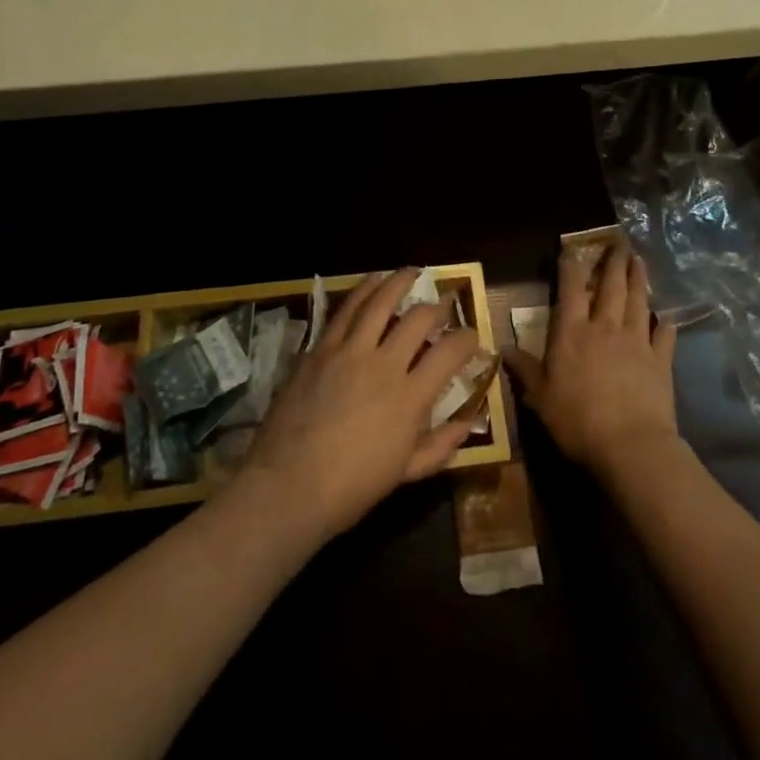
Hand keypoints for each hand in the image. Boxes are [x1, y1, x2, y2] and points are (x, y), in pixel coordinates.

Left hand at [241, 268, 478, 544]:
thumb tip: (467, 423)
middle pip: (418, 319)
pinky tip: (372, 282)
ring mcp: (349, 351)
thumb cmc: (351, 488)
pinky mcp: (320, 347)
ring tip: (411, 272)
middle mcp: (383, 365)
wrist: (287, 486)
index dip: (467, 338)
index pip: (450, 352)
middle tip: (444, 304)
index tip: (471, 335)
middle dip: (438, 306)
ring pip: (380, 301)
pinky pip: (345, 309)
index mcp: (409, 398)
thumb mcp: (405, 474)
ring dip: (399, 282)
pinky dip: (363, 290)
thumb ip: (439, 446)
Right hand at [507, 241, 679, 486]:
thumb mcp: (541, 397)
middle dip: (613, 262)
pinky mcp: (660, 361)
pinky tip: (667, 317)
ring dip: (639, 279)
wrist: (631, 445)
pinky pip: (664, 336)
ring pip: (638, 302)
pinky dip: (665, 324)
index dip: (571, 266)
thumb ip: (525, 369)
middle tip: (619, 243)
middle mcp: (605, 327)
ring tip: (639, 261)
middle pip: (611, 286)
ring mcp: (637, 341)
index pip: (571, 289)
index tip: (572, 248)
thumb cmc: (578, 420)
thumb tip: (503, 348)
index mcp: (572, 332)